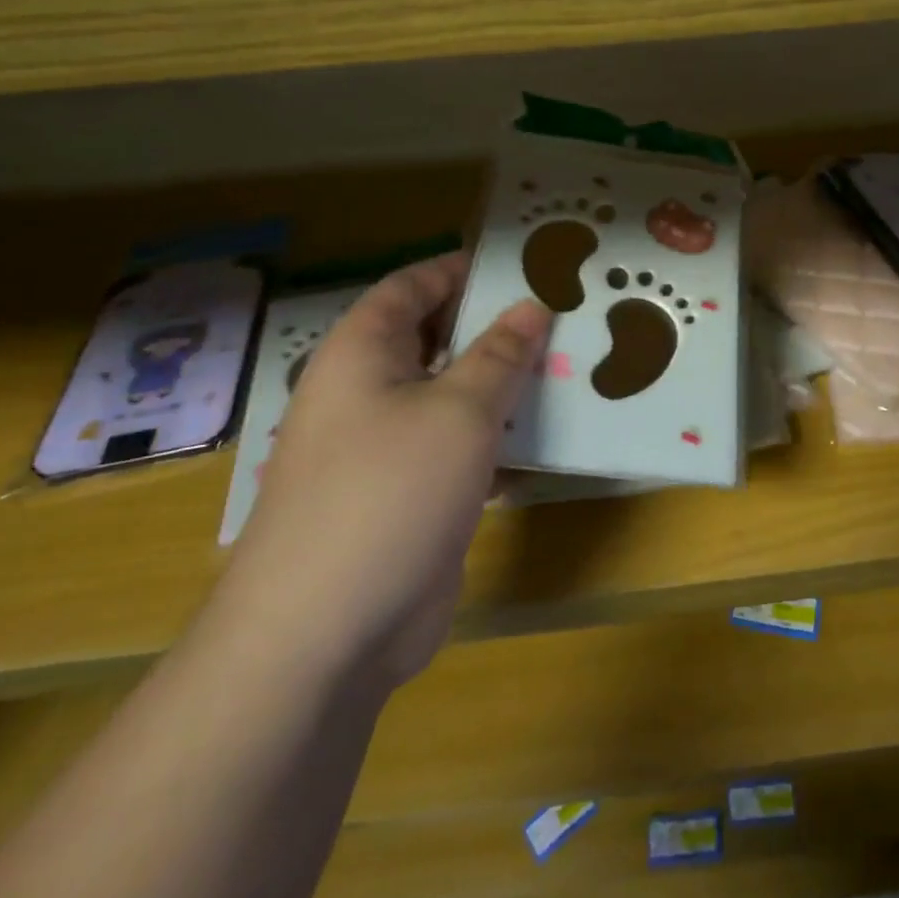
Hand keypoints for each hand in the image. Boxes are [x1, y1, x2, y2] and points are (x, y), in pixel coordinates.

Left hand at [218, 253, 550, 695]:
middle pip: (437, 340)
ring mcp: (388, 447)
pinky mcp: (412, 495)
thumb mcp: (459, 410)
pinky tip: (551, 437)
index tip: (523, 264)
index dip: (463, 268)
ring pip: (454, 397)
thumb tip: (531, 307)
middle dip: (496, 327)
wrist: (327, 633)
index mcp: (363, 353)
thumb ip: (500, 354)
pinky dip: (500, 438)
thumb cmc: (390, 491)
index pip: (413, 286)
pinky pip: (461, 448)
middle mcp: (370, 392)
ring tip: (571, 366)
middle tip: (563, 314)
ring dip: (506, 385)